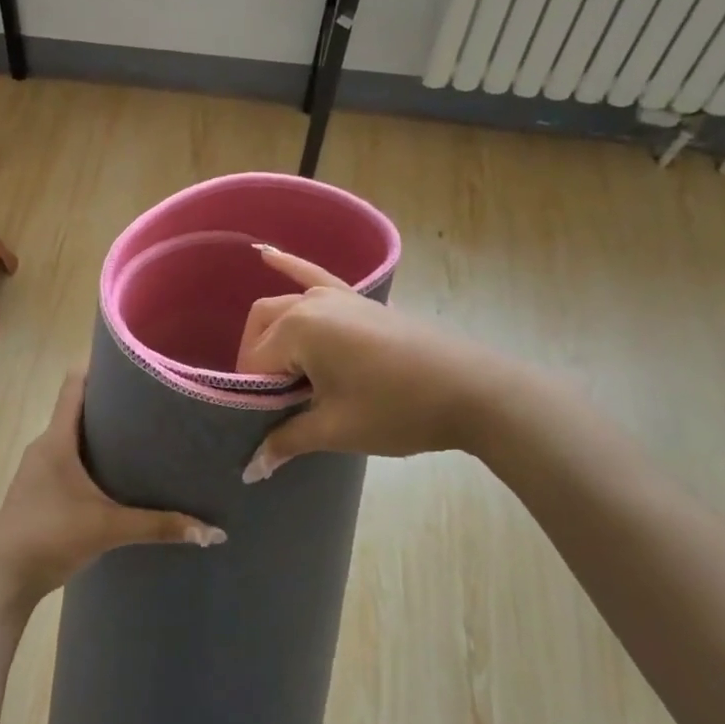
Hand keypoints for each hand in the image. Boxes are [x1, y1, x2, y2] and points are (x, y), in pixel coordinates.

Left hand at [0, 368, 225, 617]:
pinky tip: (118, 475)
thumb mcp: (108, 528)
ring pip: (74, 437)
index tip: (132, 362)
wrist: (3, 577)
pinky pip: (69, 459)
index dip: (98, 367)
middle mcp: (45, 445)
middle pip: (77, 409)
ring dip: (102, 433)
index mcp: (57, 439)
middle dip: (111, 403)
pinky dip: (92, 458)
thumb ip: (158, 526)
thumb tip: (212, 532)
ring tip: (142, 435)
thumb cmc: (50, 535)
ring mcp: (39, 469)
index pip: (74, 384)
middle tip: (152, 401)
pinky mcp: (40, 490)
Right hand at [237, 245, 529, 480]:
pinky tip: (266, 254)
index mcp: (298, 329)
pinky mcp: (358, 299)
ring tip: (280, 372)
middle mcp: (310, 303)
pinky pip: (314, 276)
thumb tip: (251, 469)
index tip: (269, 422)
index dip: (256, 395)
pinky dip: (289, 265)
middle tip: (275, 402)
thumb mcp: (337, 429)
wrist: (473, 391)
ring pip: (283, 308)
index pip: (255, 362)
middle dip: (259, 364)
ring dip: (272, 335)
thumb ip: (287, 440)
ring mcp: (336, 295)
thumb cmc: (397, 410)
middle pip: (263, 330)